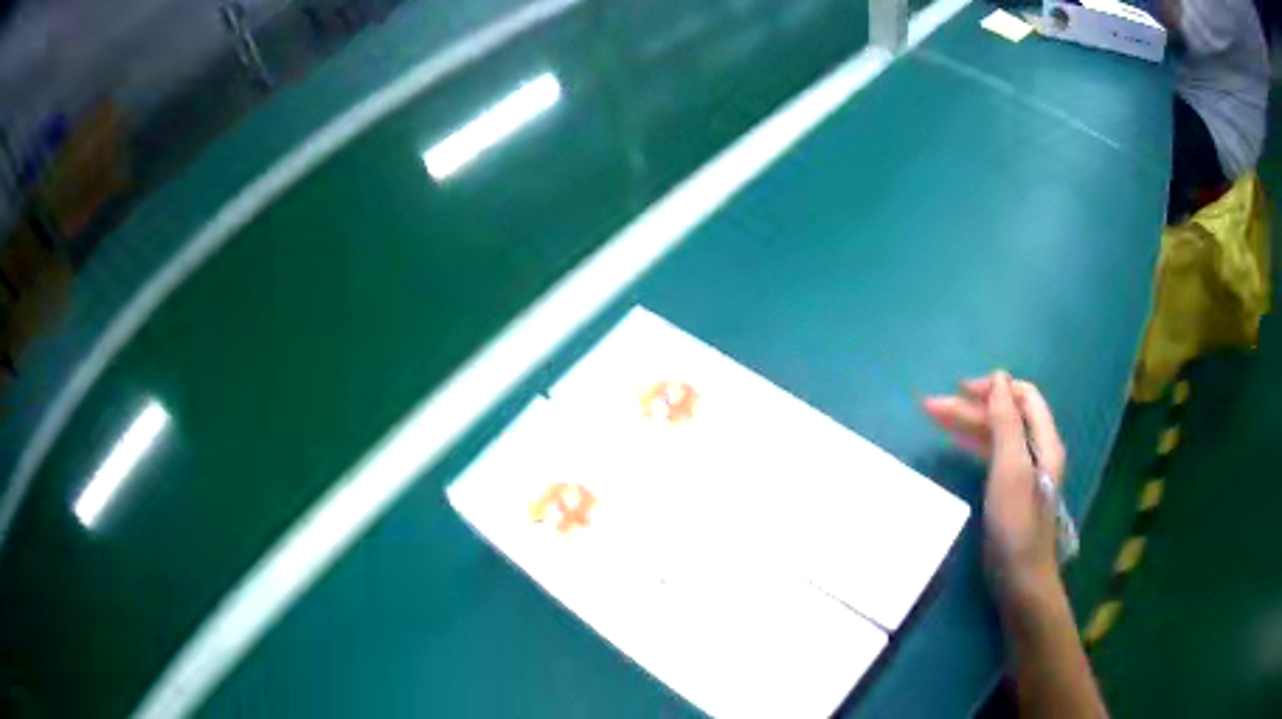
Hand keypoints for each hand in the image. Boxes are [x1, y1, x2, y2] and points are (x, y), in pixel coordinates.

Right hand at [924, 372, 1065, 600]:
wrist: (1020, 579)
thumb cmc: (1016, 525)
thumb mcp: (1010, 469)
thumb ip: (1006, 422)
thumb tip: (999, 378)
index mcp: (1044, 441)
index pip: (1023, 396)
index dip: (995, 387)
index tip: (960, 390)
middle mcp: (1036, 450)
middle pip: (1006, 415)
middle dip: (971, 406)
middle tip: (930, 406)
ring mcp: (1024, 472)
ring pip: (996, 435)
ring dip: (967, 423)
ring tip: (933, 417)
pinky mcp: (1011, 491)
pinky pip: (992, 455)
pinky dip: (972, 444)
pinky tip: (954, 442)